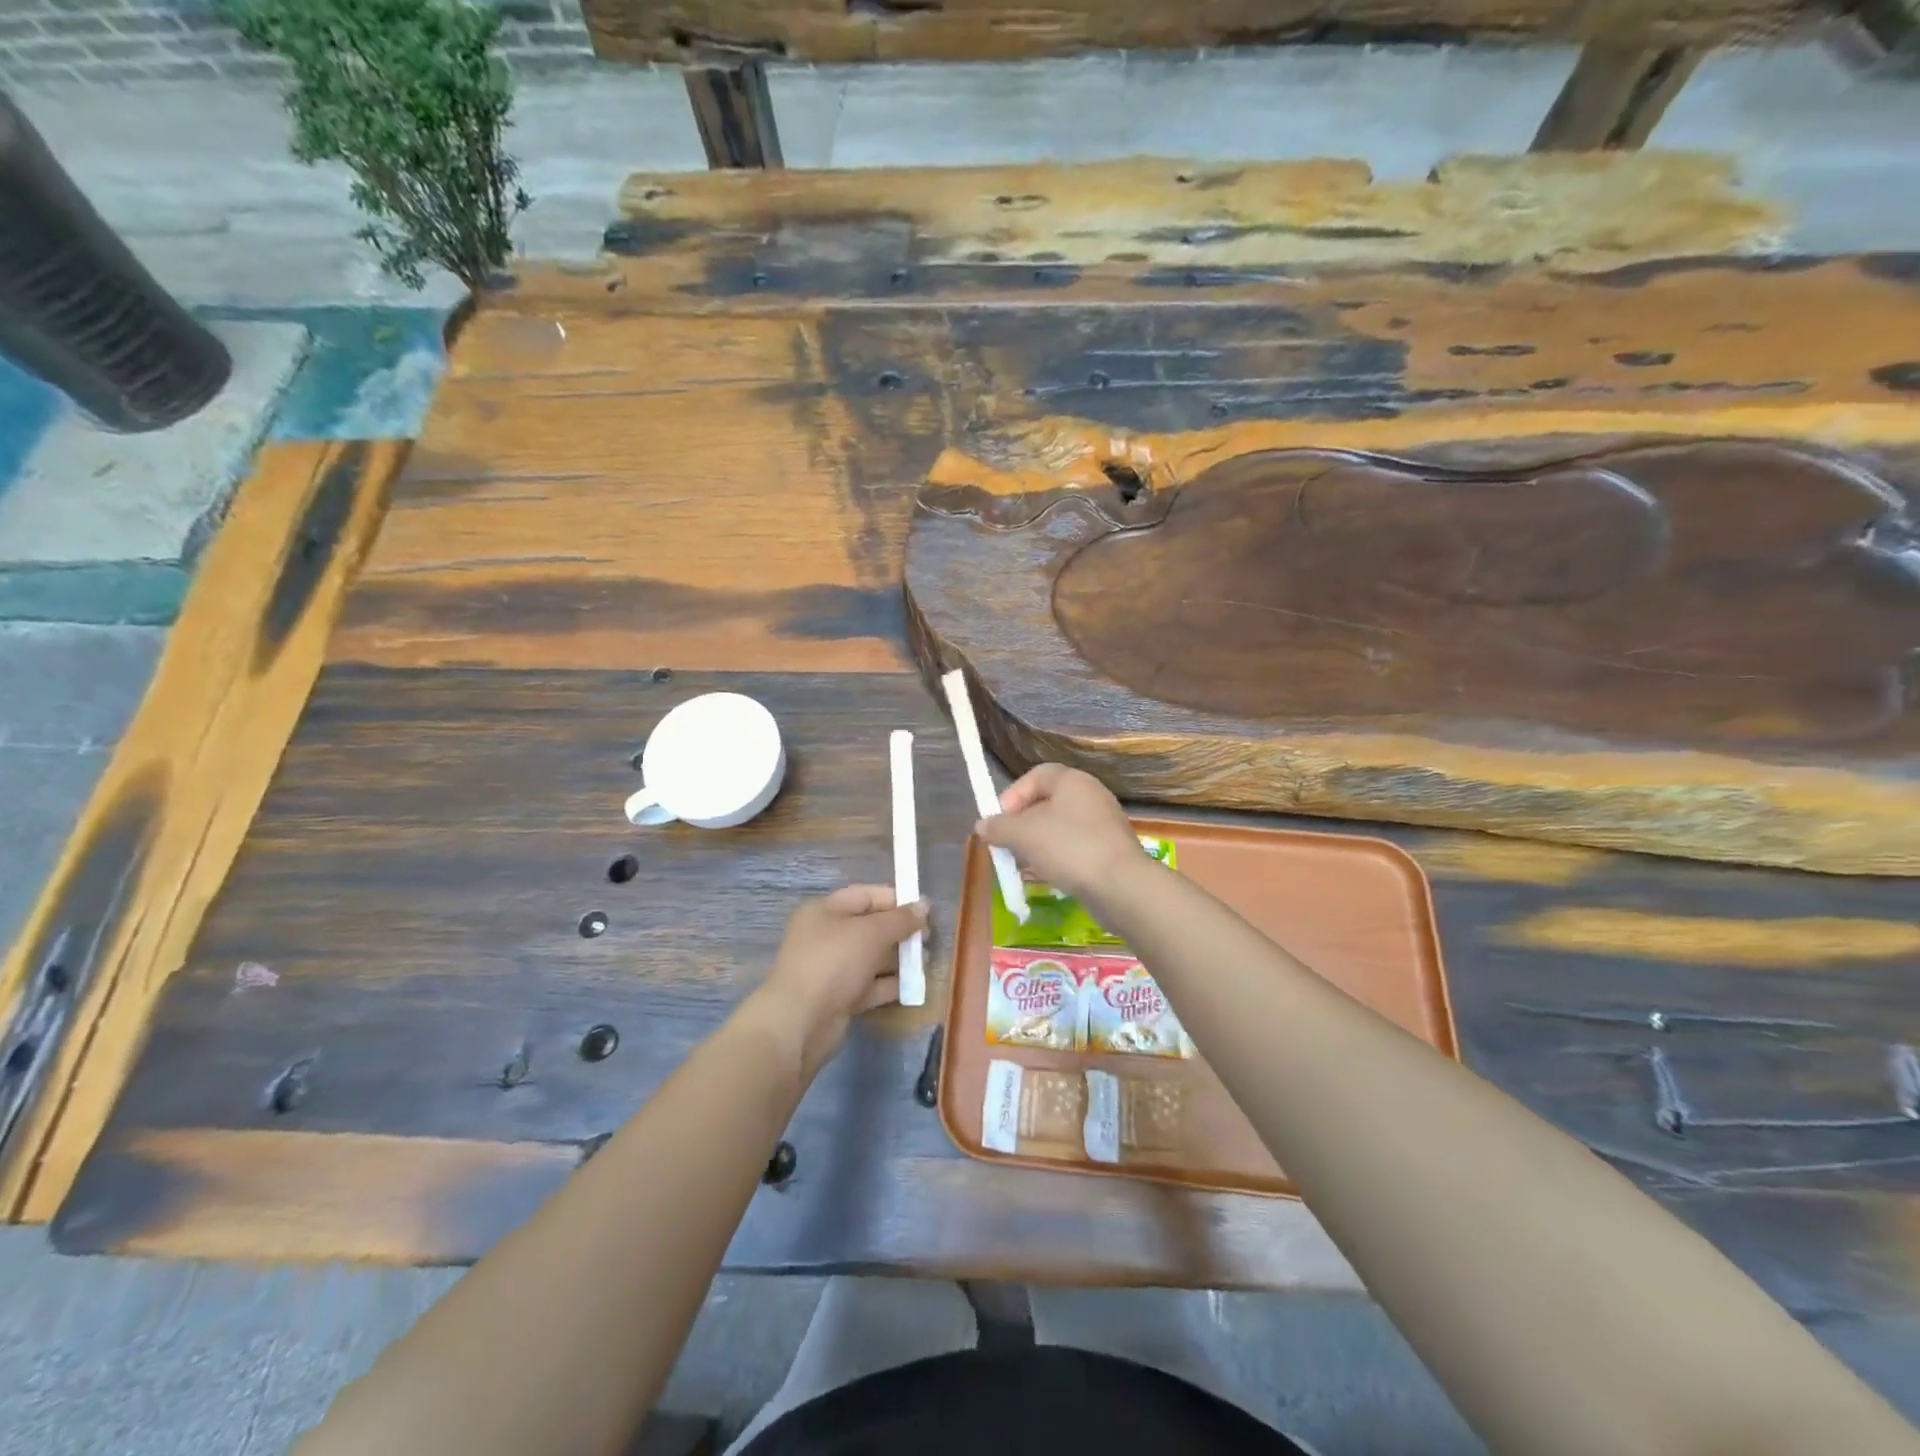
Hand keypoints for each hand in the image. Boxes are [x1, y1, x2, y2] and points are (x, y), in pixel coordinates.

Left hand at [749, 885, 929, 1080]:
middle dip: (900, 930)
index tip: (925, 909)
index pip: (865, 895)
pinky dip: (890, 984)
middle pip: (870, 926)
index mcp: (825, 911)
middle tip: (929, 938)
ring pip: (872, 957)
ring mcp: (831, 968)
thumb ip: (900, 919)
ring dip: (899, 958)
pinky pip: (870, 985)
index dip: (896, 899)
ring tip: (927, 961)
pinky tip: (914, 985)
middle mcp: (826, 936)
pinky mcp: (839, 997)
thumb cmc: (833, 962)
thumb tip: (925, 906)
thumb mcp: (871, 932)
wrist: (799, 1023)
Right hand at [978, 763, 1143, 901]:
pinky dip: (1058, 857)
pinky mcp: (1110, 849)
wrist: (1121, 886)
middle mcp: (1091, 795)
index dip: (1012, 795)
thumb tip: (982, 826)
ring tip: (1024, 865)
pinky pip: (1075, 846)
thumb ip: (999, 827)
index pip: (1036, 775)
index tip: (998, 821)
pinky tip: (1049, 876)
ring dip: (1037, 843)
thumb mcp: (1023, 835)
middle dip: (1022, 824)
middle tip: (1007, 845)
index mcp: (1072, 781)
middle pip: (1047, 802)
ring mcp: (1104, 823)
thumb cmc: (1068, 847)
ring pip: (1060, 827)